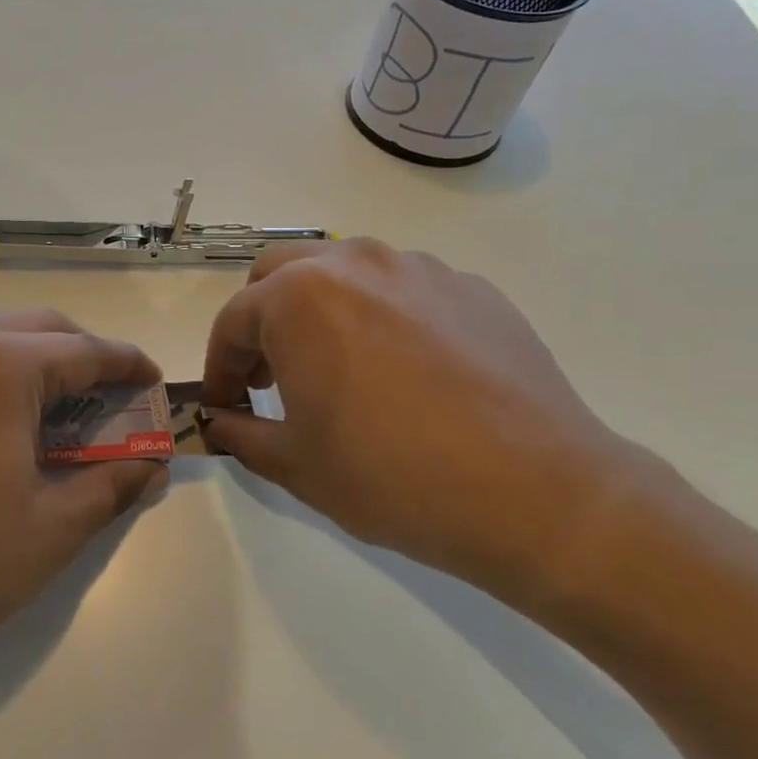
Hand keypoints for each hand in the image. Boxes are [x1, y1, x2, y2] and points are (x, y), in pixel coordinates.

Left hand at [0, 309, 165, 674]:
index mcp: (4, 365)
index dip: (128, 365)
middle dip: (83, 353)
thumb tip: (152, 468)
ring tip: (52, 405)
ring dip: (34, 356)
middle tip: (107, 396)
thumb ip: (112, 486)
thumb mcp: (53, 528)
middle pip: (41, 328)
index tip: (152, 381)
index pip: (87, 351)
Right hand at [200, 239, 663, 603]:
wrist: (537, 494)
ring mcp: (418, 269)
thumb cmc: (393, 477)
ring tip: (340, 369)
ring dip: (320, 309)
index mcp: (298, 298)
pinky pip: (403, 288)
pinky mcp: (471, 288)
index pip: (233, 320)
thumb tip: (219, 423)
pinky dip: (382, 316)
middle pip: (279, 273)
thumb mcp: (297, 466)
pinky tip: (407, 373)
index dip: (219, 366)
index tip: (225, 405)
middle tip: (273, 376)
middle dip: (262, 320)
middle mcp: (353, 264)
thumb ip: (242, 434)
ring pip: (343, 271)